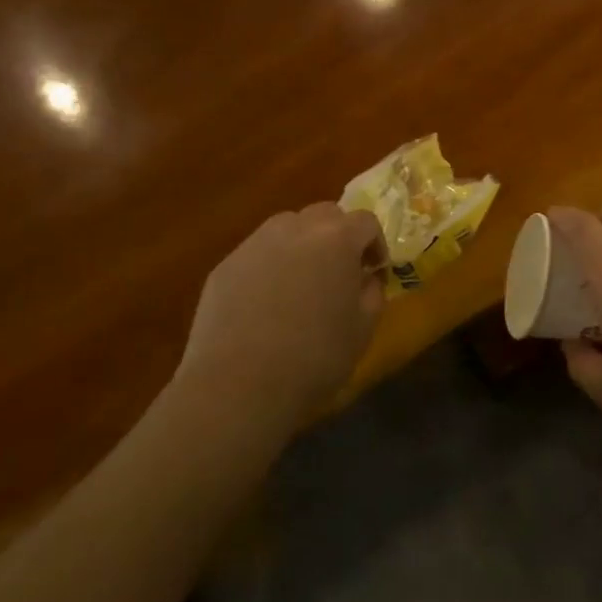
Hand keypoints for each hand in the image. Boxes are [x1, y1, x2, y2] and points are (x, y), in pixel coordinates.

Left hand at [179, 203, 387, 433]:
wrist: (238, 386)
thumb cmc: (314, 357)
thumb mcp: (363, 329)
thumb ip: (372, 292)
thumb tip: (366, 278)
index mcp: (336, 238)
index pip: (365, 221)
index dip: (375, 244)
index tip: (374, 271)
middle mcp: (296, 228)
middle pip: (325, 214)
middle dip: (338, 236)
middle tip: (340, 271)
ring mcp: (255, 243)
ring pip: (288, 228)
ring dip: (302, 245)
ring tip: (301, 283)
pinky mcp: (226, 265)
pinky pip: (257, 254)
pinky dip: (269, 267)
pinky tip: (265, 304)